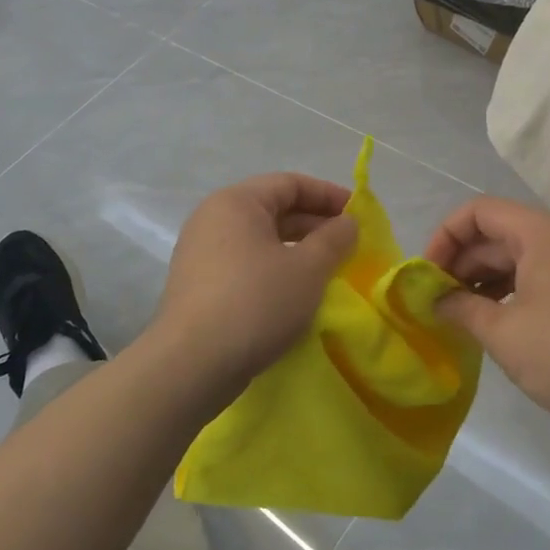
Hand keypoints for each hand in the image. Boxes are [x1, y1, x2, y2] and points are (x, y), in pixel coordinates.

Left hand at [147, 172, 357, 402]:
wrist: (191, 365)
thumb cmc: (256, 302)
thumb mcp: (308, 269)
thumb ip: (334, 239)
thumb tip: (347, 223)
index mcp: (236, 202)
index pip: (290, 183)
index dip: (329, 195)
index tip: (358, 216)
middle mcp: (213, 218)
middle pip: (273, 209)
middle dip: (314, 224)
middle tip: (348, 245)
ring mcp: (201, 253)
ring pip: (259, 240)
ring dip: (296, 250)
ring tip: (327, 271)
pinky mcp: (198, 286)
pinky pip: (245, 264)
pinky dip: (274, 270)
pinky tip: (295, 294)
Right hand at [425, 197, 549, 444]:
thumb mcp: (505, 335)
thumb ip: (462, 308)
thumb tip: (435, 298)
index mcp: (542, 233)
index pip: (479, 211)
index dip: (445, 236)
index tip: (426, 274)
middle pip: (498, 232)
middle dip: (462, 261)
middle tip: (437, 299)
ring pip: (519, 254)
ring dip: (485, 277)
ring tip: (461, 313)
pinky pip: (541, 272)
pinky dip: (512, 288)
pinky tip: (497, 319)